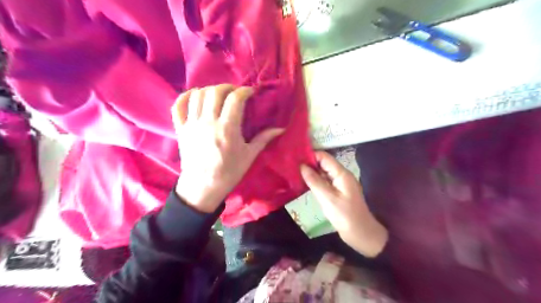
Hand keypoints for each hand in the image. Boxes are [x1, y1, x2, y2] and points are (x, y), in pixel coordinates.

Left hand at [172, 84, 282, 212]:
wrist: (203, 187)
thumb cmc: (229, 172)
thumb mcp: (249, 156)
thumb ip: (264, 139)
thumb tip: (280, 128)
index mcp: (227, 129)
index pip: (235, 99)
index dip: (244, 91)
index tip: (250, 93)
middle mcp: (208, 122)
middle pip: (215, 92)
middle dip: (228, 87)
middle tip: (235, 93)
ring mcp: (192, 124)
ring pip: (197, 95)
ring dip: (209, 90)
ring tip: (218, 95)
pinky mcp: (181, 129)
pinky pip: (178, 106)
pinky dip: (186, 96)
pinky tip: (195, 97)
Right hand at [300, 151, 388, 256]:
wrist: (361, 234)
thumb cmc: (345, 216)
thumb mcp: (328, 198)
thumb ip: (314, 181)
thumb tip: (302, 166)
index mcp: (342, 174)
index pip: (324, 157)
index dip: (310, 155)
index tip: (294, 158)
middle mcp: (341, 176)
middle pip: (323, 164)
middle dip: (308, 163)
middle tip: (291, 166)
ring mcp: (339, 184)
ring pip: (323, 173)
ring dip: (310, 173)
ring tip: (294, 173)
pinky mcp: (337, 193)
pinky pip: (324, 182)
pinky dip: (315, 182)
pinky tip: (303, 183)